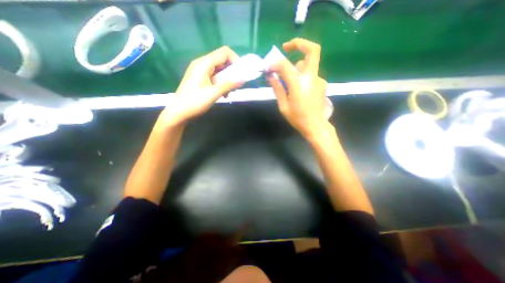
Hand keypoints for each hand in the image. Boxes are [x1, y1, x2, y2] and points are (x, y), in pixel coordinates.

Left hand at [160, 47, 241, 125]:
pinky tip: (223, 94)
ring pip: (219, 70)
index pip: (224, 53)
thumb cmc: (195, 102)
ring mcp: (200, 72)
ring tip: (230, 92)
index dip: (235, 60)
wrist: (179, 112)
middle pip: (222, 61)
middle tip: (237, 84)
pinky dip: (221, 83)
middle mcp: (202, 64)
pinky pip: (214, 77)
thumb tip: (243, 80)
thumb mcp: (214, 93)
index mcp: (204, 64)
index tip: (241, 73)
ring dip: (227, 79)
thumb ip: (229, 85)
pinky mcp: (200, 79)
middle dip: (232, 71)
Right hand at [265, 38, 331, 140]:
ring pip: (309, 63)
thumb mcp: (284, 106)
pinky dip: (302, 75)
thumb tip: (270, 76)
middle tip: (285, 48)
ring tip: (289, 79)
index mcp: (299, 86)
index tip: (269, 68)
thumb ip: (278, 89)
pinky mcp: (322, 83)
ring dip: (297, 65)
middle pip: (312, 50)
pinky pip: (310, 74)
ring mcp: (319, 80)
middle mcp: (312, 78)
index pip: (286, 65)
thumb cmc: (298, 119)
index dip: (275, 63)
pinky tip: (298, 88)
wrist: (316, 126)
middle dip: (298, 44)